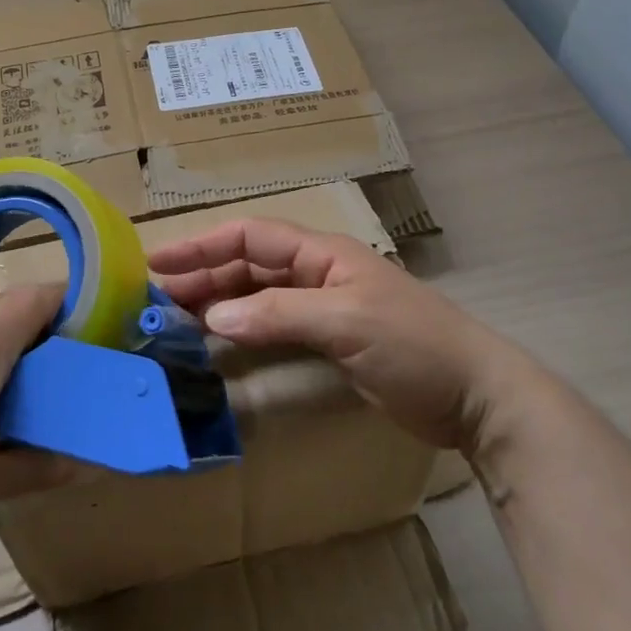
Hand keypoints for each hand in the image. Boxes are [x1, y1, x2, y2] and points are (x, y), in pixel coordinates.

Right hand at [149, 219, 536, 458]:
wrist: (474, 394)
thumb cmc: (413, 345)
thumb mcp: (345, 323)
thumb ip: (278, 315)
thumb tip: (212, 317)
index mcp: (322, 253)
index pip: (250, 236)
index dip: (202, 245)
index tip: (158, 261)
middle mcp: (317, 272)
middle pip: (248, 263)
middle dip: (202, 273)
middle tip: (155, 295)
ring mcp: (323, 306)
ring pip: (257, 293)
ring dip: (217, 299)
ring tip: (174, 314)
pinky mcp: (329, 340)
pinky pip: (273, 323)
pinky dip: (242, 327)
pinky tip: (218, 339)